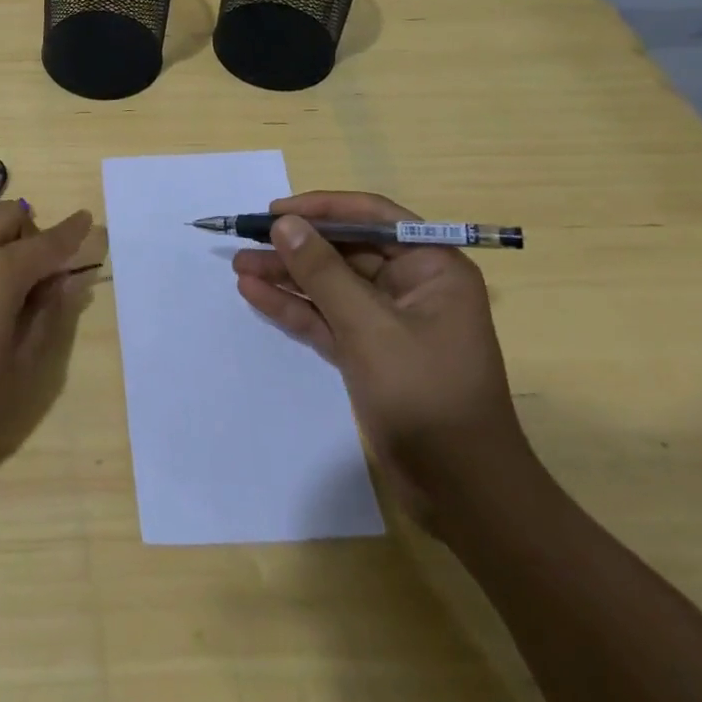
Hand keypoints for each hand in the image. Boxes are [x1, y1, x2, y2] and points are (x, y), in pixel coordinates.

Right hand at [232, 190, 535, 529]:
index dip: (323, 209)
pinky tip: (254, 293)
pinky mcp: (368, 352)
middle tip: (246, 239)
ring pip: (330, 285)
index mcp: (431, 267)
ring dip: (287, 275)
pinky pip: (326, 317)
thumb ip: (322, 271)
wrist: (461, 492)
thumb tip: (284, 223)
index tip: (276, 211)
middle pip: (345, 250)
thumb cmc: (425, 394)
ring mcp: (388, 321)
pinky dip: (293, 306)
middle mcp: (411, 286)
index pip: (372, 217)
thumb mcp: (368, 326)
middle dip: (296, 246)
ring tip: (239, 266)